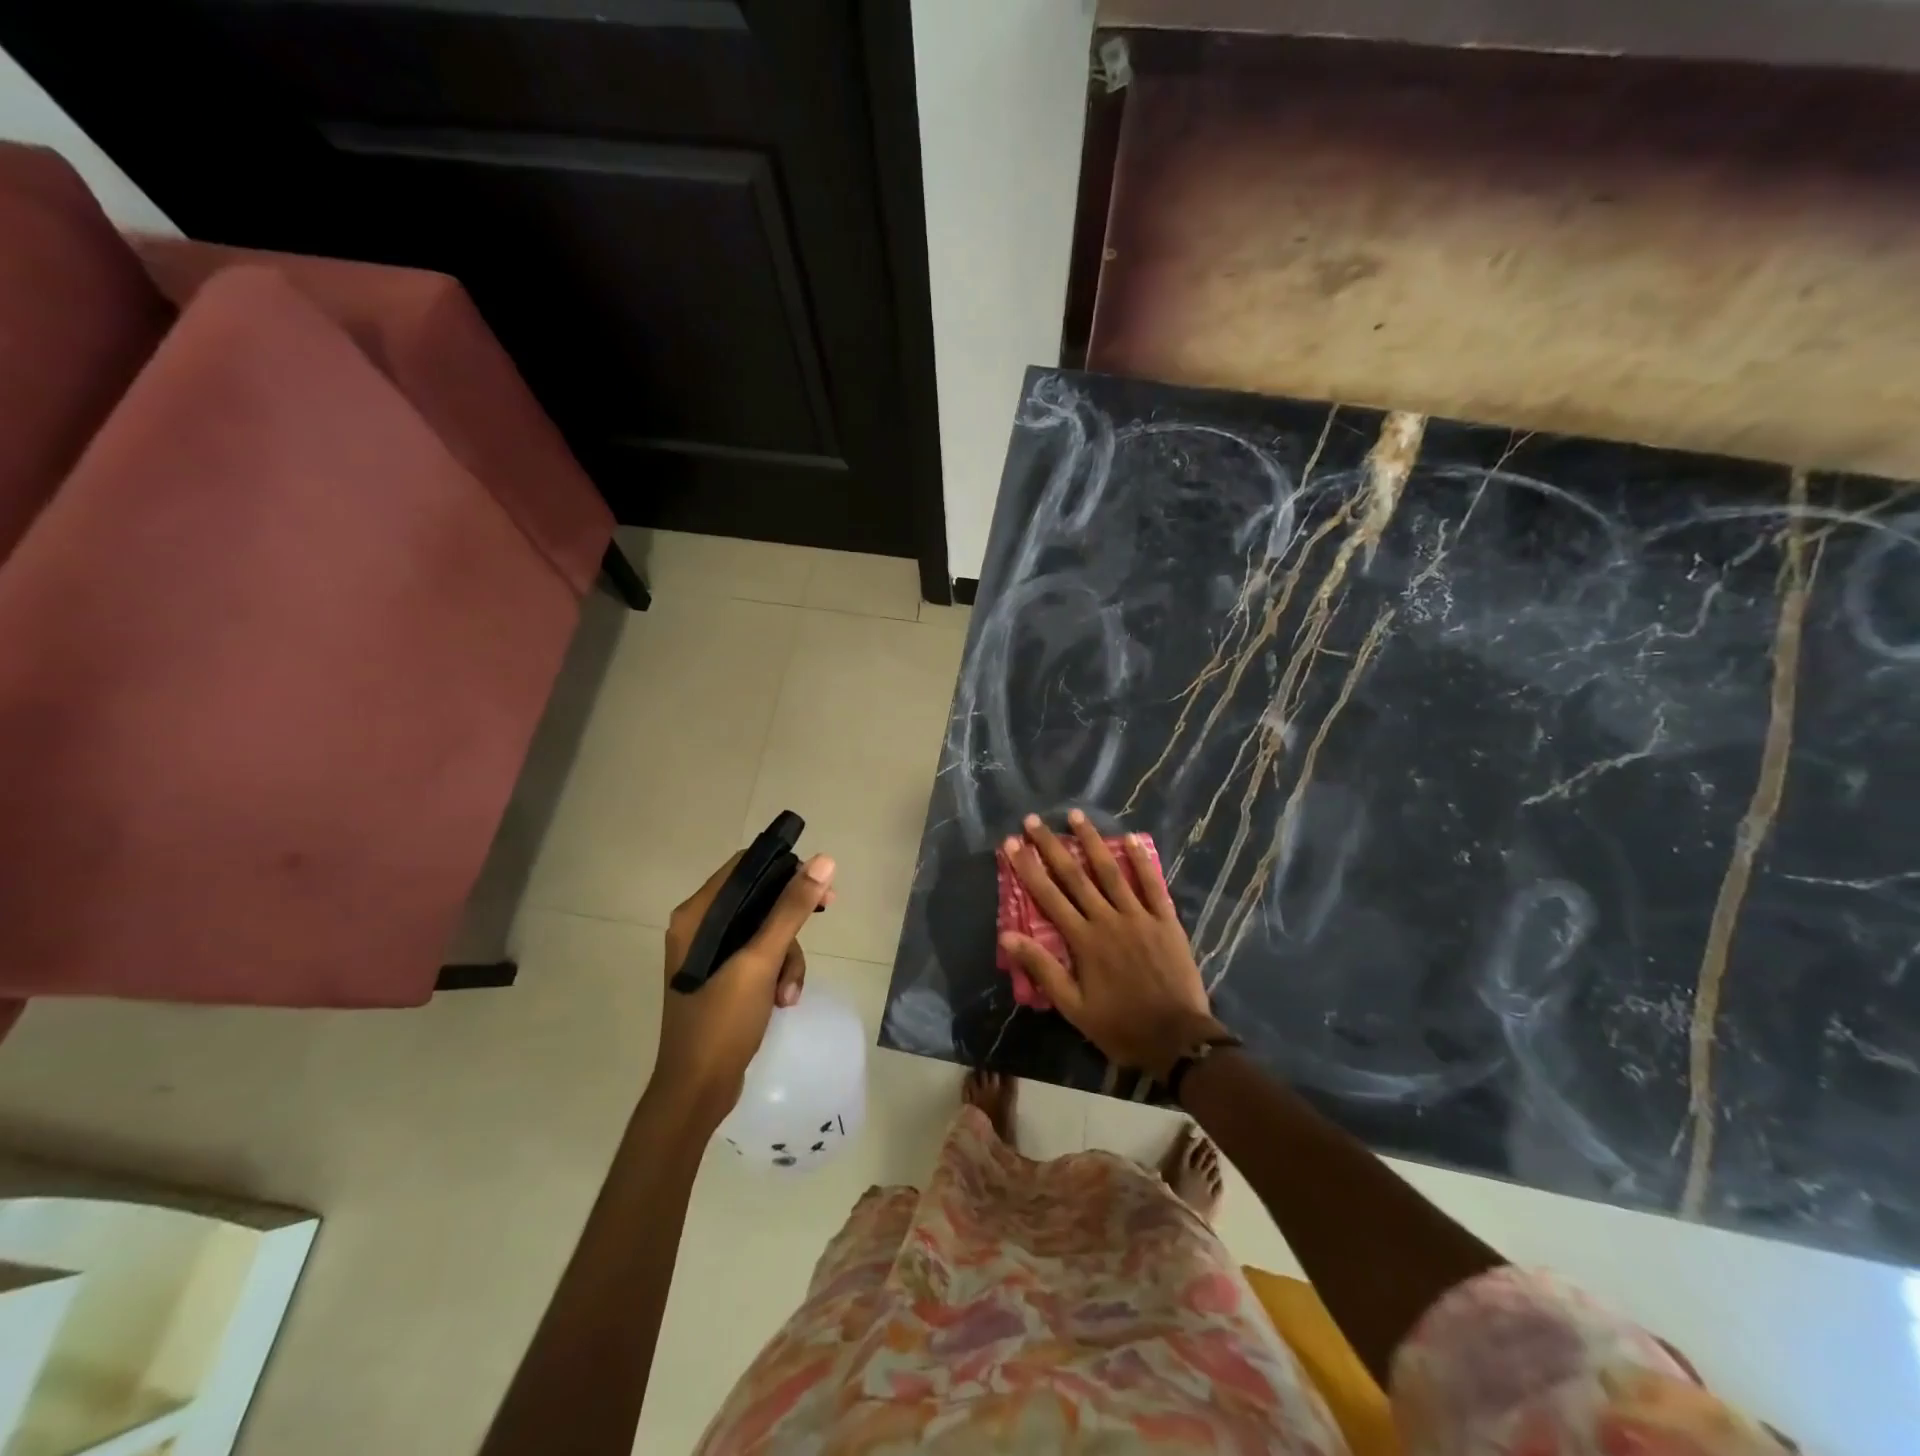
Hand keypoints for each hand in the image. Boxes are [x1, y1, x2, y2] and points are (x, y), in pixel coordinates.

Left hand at [650, 849, 835, 1128]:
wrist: (696, 1092)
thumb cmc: (721, 1022)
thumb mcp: (760, 961)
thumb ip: (790, 909)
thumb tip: (823, 861)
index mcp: (697, 915)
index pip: (745, 867)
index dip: (784, 869)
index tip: (819, 884)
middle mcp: (700, 928)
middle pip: (760, 900)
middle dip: (791, 920)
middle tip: (825, 915)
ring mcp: (711, 955)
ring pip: (766, 932)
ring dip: (787, 958)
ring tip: (788, 992)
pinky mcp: (723, 978)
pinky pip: (761, 958)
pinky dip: (777, 975)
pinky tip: (783, 1001)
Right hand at [999, 810, 1225, 1078]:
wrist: (1176, 1039)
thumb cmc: (1119, 1025)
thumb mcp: (1073, 1006)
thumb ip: (1042, 968)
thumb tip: (1007, 936)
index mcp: (1083, 940)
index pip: (1048, 896)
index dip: (1027, 868)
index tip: (1011, 843)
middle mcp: (1107, 919)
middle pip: (1075, 875)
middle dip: (1051, 846)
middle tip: (1033, 821)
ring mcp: (1139, 916)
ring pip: (1111, 871)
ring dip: (1092, 841)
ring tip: (1076, 816)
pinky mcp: (1165, 920)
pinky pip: (1152, 884)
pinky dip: (1141, 860)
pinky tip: (1130, 838)